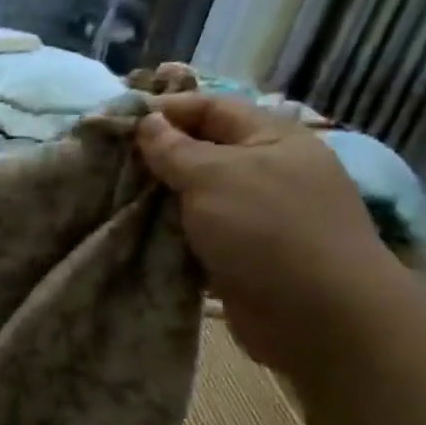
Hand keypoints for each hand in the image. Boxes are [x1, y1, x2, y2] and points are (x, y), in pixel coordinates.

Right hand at [136, 94, 405, 372]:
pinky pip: (197, 233)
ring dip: (158, 199)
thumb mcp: (215, 177)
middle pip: (201, 151)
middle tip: (107, 165)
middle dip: (156, 157)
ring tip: (112, 198)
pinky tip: (136, 234)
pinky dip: (169, 233)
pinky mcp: (241, 255)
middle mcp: (265, 171)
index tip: (117, 124)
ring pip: (195, 196)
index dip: (165, 111)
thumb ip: (175, 149)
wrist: (318, 317)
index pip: (210, 107)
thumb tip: (147, 122)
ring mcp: (254, 215)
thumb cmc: (268, 230)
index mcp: (270, 138)